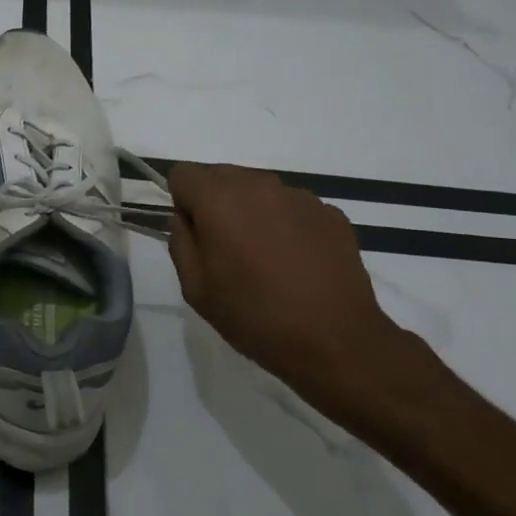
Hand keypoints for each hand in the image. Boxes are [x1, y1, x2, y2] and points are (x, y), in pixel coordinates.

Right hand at [167, 163, 432, 433]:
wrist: (335, 341)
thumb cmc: (254, 316)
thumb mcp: (196, 288)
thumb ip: (180, 242)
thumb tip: (184, 219)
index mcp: (218, 199)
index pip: (183, 174)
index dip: (182, 201)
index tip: (195, 235)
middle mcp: (258, 185)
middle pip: (222, 176)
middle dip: (216, 203)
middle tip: (227, 249)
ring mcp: (299, 197)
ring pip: (259, 190)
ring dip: (252, 212)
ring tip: (266, 259)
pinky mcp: (330, 213)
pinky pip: (293, 208)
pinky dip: (287, 225)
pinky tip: (297, 264)